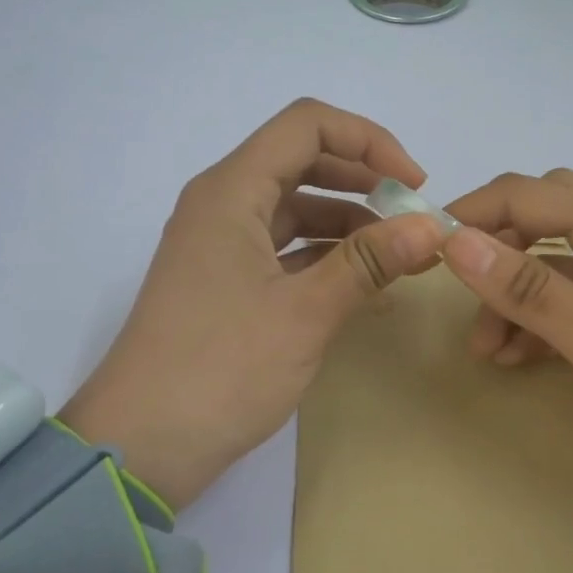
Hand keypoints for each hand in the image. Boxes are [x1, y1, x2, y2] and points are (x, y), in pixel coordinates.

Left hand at [62, 100, 446, 511]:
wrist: (140, 447)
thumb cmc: (220, 369)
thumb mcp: (305, 313)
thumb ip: (369, 262)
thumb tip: (432, 227)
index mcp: (232, 191)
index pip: (307, 125)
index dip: (369, 141)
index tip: (414, 185)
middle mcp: (223, 205)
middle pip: (303, 162)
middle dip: (365, 182)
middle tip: (415, 218)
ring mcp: (221, 246)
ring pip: (297, 210)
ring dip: (351, 225)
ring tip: (404, 257)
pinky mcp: (226, 283)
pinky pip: (285, 250)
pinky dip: (327, 259)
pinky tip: (368, 286)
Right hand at [440, 170, 572, 507]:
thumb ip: (525, 286)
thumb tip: (454, 238)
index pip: (526, 192)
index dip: (471, 213)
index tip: (424, 250)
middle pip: (540, 215)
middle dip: (494, 251)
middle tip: (458, 293)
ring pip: (553, 260)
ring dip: (514, 294)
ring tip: (486, 349)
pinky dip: (542, 317)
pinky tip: (518, 356)